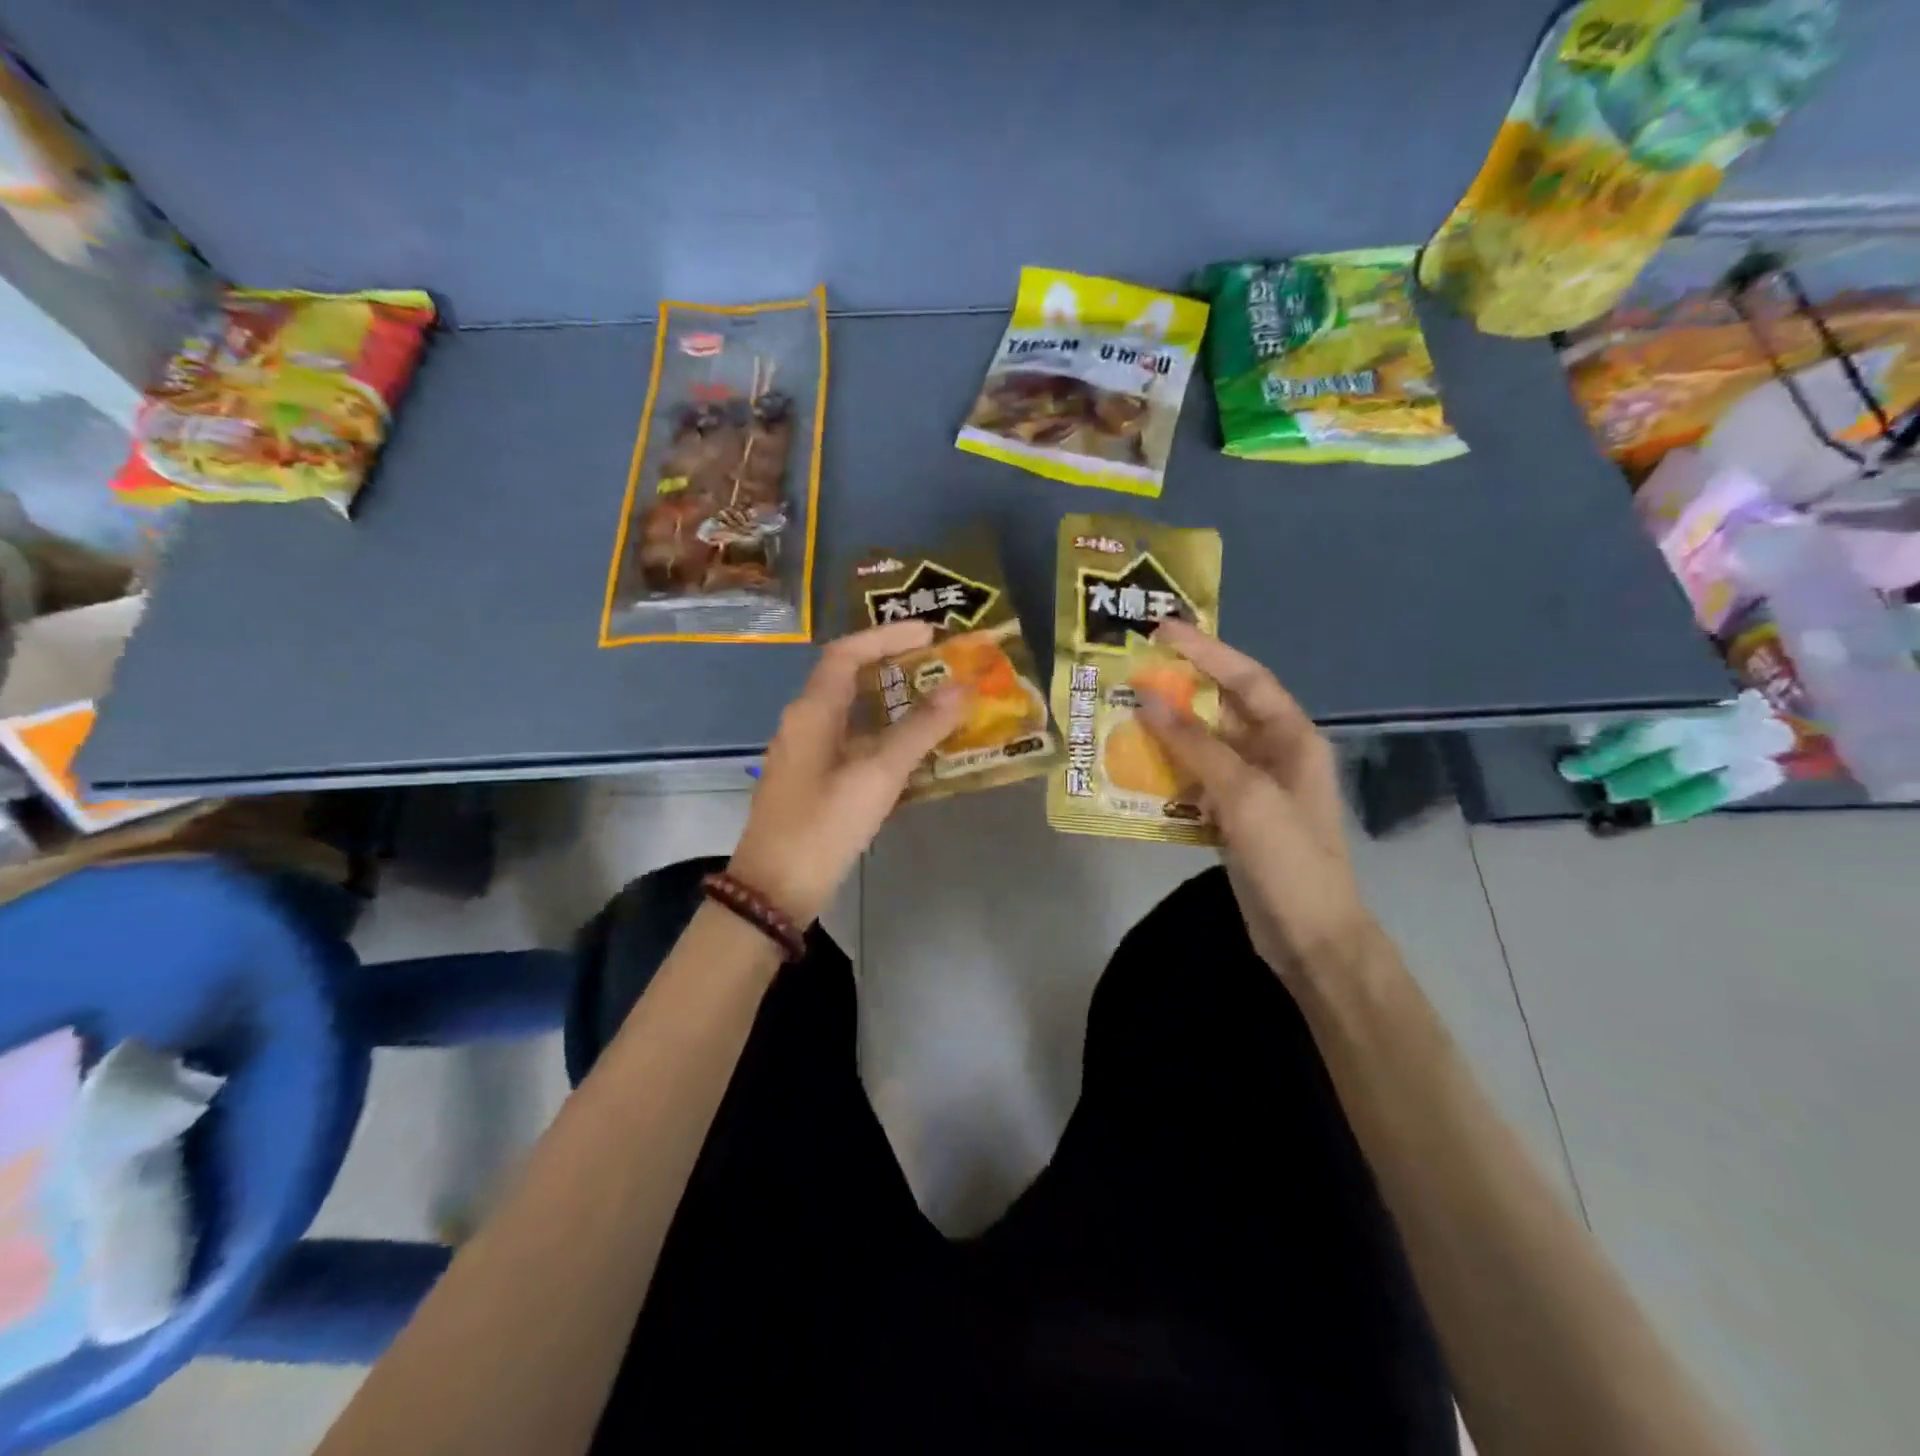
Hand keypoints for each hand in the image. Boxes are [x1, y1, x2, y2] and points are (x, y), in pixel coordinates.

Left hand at [728, 619, 968, 925]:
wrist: (773, 891)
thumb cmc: (823, 827)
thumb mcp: (877, 776)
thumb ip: (919, 731)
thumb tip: (961, 688)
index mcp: (812, 712)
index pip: (847, 653)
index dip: (887, 636)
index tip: (931, 633)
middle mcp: (804, 723)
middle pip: (849, 678)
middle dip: (894, 665)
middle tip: (939, 665)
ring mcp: (806, 753)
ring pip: (852, 713)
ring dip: (892, 703)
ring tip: (936, 702)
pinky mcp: (812, 780)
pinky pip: (852, 742)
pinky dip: (883, 736)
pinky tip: (913, 751)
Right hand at [1136, 619, 1372, 976]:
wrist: (1310, 935)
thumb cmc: (1288, 857)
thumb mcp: (1244, 794)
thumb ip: (1195, 744)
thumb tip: (1148, 699)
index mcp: (1292, 737)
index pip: (1245, 678)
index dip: (1206, 651)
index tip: (1162, 631)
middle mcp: (1274, 753)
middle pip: (1222, 708)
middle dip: (1179, 691)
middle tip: (1131, 674)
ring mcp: (1254, 787)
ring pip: (1205, 745)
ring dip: (1168, 732)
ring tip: (1123, 715)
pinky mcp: (1235, 816)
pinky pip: (1197, 780)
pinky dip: (1170, 771)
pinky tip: (1137, 768)